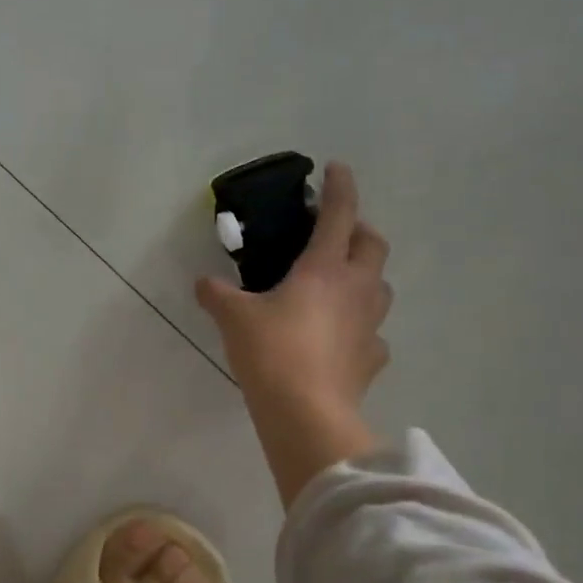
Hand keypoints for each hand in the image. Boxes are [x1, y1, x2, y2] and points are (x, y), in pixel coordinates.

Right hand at [195, 162, 389, 504]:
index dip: (340, 187)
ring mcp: (370, 325)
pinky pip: (373, 334)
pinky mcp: (372, 359)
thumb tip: (203, 284)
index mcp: (325, 268)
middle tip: (336, 235)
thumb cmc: (272, 353)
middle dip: (359, 230)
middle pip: (373, 245)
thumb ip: (218, 295)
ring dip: (365, 276)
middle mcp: (356, 289)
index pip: (340, 214)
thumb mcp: (234, 318)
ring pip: (380, 287)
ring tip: (340, 285)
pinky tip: (342, 339)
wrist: (307, 414)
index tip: (336, 168)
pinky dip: (361, 328)